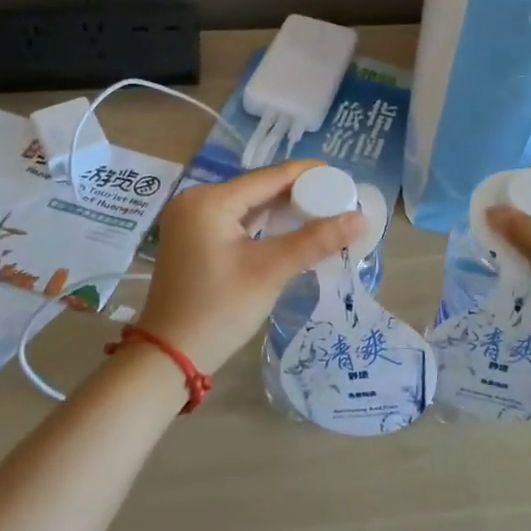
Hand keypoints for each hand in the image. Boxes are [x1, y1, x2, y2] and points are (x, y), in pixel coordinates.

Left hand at [133, 160, 365, 374]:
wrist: (170, 356)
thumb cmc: (219, 308)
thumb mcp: (270, 271)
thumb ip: (315, 240)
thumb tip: (360, 218)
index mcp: (209, 200)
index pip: (269, 176)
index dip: (309, 175)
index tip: (344, 177)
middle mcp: (196, 201)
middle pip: (259, 188)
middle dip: (299, 193)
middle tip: (339, 199)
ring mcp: (192, 221)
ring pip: (249, 206)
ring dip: (283, 210)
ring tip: (324, 212)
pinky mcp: (194, 240)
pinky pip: (237, 222)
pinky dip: (265, 225)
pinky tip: (292, 229)